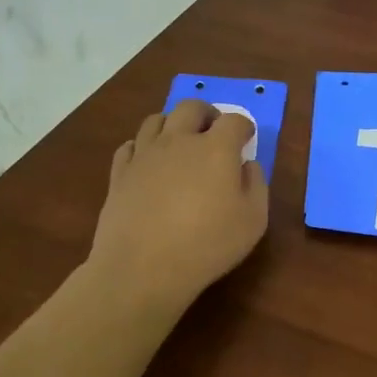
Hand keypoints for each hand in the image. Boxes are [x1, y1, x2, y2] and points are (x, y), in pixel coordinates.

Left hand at [88, 99, 269, 313]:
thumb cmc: (207, 245)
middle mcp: (179, 141)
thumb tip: (247, 166)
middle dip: (207, 114)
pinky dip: (142, 147)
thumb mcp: (253, 221)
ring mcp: (145, 154)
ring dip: (172, 124)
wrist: (142, 268)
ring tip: (179, 142)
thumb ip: (256, 186)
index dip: (244, 127)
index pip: (234, 121)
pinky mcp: (119, 173)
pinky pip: (130, 145)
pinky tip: (148, 162)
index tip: (247, 138)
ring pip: (156, 119)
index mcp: (216, 148)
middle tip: (213, 131)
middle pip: (191, 107)